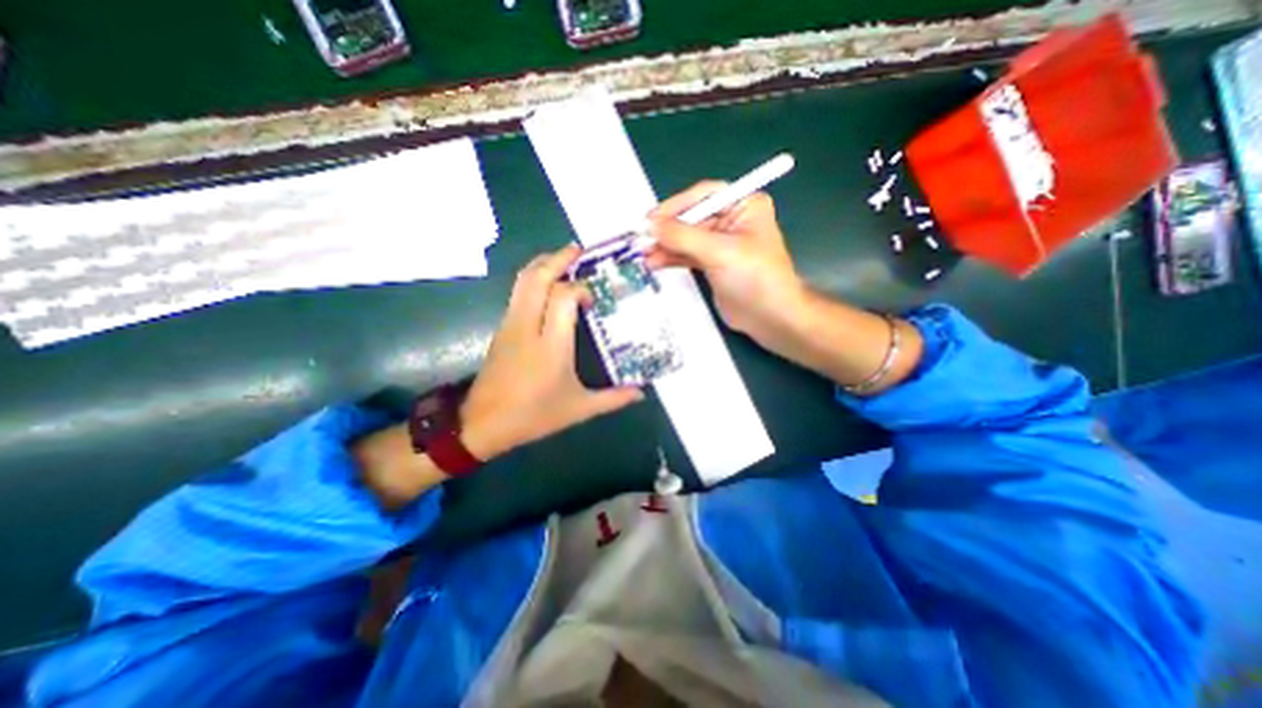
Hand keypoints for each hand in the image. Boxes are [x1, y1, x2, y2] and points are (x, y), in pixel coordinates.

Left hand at [459, 245, 644, 460]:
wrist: (482, 424)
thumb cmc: (534, 415)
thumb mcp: (579, 409)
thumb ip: (613, 399)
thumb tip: (641, 393)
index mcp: (551, 345)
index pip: (563, 297)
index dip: (581, 288)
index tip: (594, 298)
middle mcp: (528, 326)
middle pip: (538, 277)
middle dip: (558, 258)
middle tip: (578, 250)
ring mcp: (511, 324)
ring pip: (523, 281)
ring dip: (543, 264)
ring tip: (563, 259)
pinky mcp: (502, 328)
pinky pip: (518, 293)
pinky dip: (533, 280)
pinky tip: (547, 286)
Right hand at [644, 183, 801, 344]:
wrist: (770, 317)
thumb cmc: (754, 278)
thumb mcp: (720, 252)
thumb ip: (684, 236)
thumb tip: (651, 225)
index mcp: (743, 205)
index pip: (704, 196)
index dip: (677, 205)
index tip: (652, 220)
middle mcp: (731, 220)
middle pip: (691, 217)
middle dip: (668, 229)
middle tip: (642, 239)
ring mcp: (720, 243)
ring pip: (686, 238)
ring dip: (665, 245)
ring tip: (644, 255)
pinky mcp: (712, 264)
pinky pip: (687, 255)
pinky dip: (671, 258)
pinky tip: (655, 263)